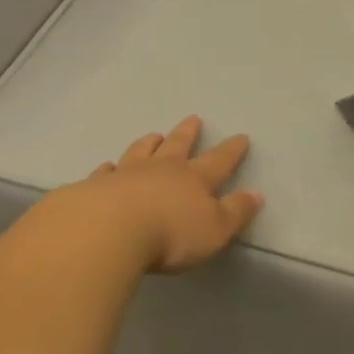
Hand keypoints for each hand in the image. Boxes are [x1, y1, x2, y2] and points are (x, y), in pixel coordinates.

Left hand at [77, 117, 263, 274]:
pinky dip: (109, 168)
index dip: (232, 150)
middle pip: (177, 145)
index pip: (219, 161)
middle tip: (193, 119)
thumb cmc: (170, 234)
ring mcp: (127, 174)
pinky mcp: (97, 186)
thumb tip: (256, 194)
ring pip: (141, 151)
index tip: (241, 136)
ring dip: (149, 142)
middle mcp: (162, 169)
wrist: (109, 230)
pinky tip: (107, 166)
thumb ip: (236, 212)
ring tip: (153, 134)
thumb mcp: (215, 230)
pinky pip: (105, 172)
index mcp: (194, 179)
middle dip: (188, 133)